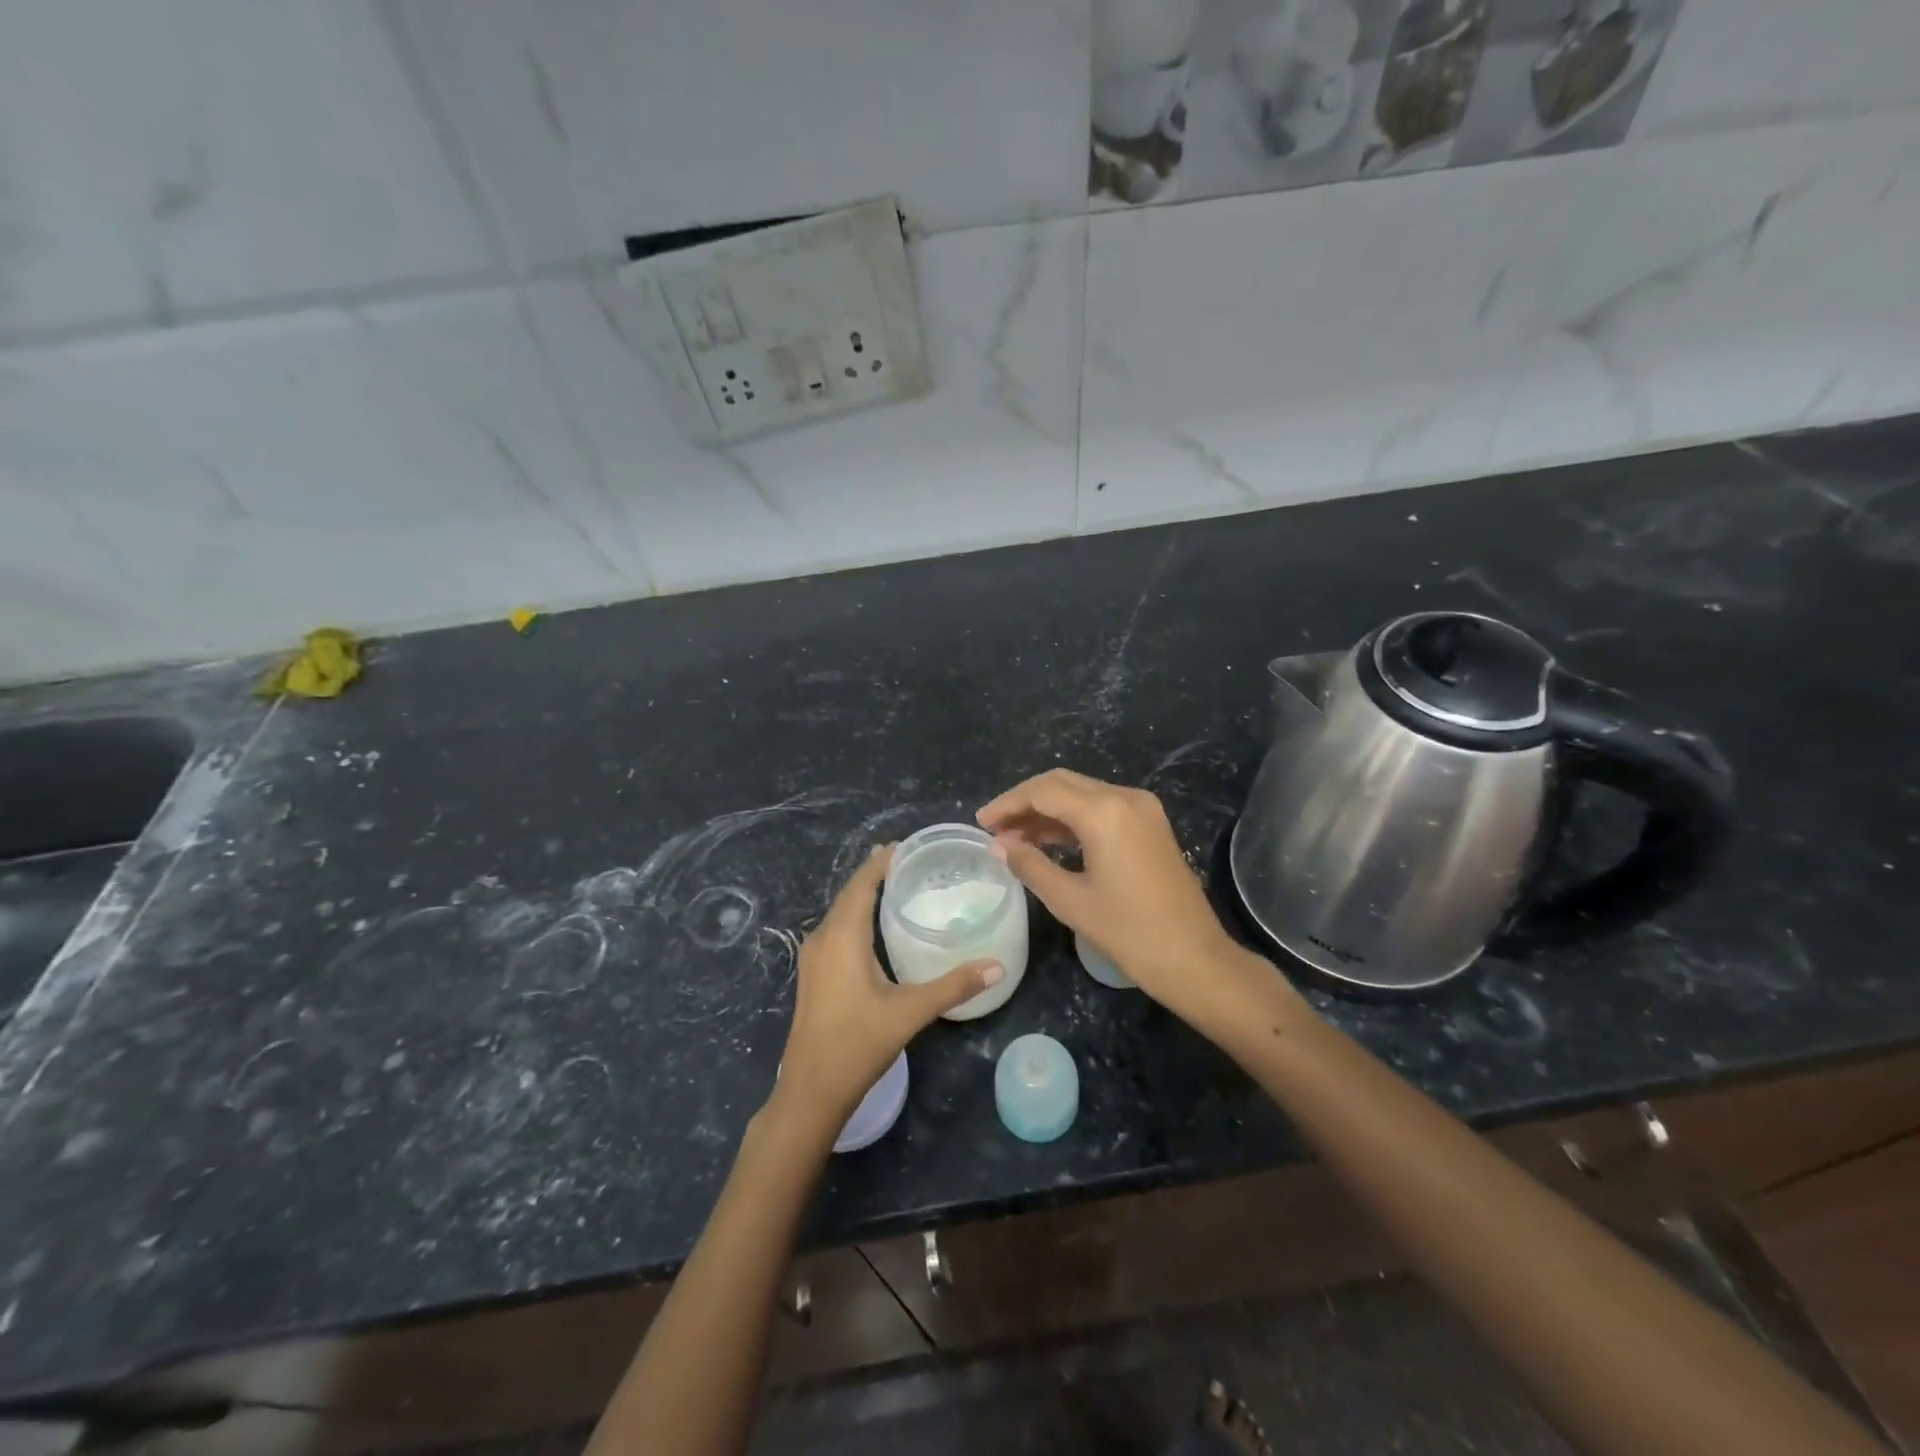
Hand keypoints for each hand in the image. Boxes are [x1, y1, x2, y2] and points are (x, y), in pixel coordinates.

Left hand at [772, 845, 1003, 1138]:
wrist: (809, 1091)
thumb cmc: (857, 1044)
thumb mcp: (909, 1013)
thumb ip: (953, 987)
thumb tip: (998, 966)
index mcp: (842, 937)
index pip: (861, 884)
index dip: (880, 862)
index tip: (904, 845)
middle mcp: (823, 938)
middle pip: (849, 894)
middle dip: (874, 874)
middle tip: (908, 861)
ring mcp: (813, 958)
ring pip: (839, 913)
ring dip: (863, 896)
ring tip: (895, 886)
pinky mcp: (813, 976)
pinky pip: (836, 931)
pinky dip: (855, 917)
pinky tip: (874, 929)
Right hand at [978, 769, 1254, 1023]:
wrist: (1195, 959)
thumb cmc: (1130, 933)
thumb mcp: (1071, 900)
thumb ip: (1030, 865)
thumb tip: (998, 845)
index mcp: (1104, 812)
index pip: (1043, 791)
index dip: (1008, 804)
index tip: (981, 823)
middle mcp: (1125, 798)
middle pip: (1062, 783)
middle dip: (1025, 802)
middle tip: (994, 828)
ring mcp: (1142, 809)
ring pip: (1082, 794)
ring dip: (1047, 811)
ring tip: (1014, 838)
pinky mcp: (1150, 825)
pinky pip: (1102, 809)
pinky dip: (1072, 820)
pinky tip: (1048, 841)